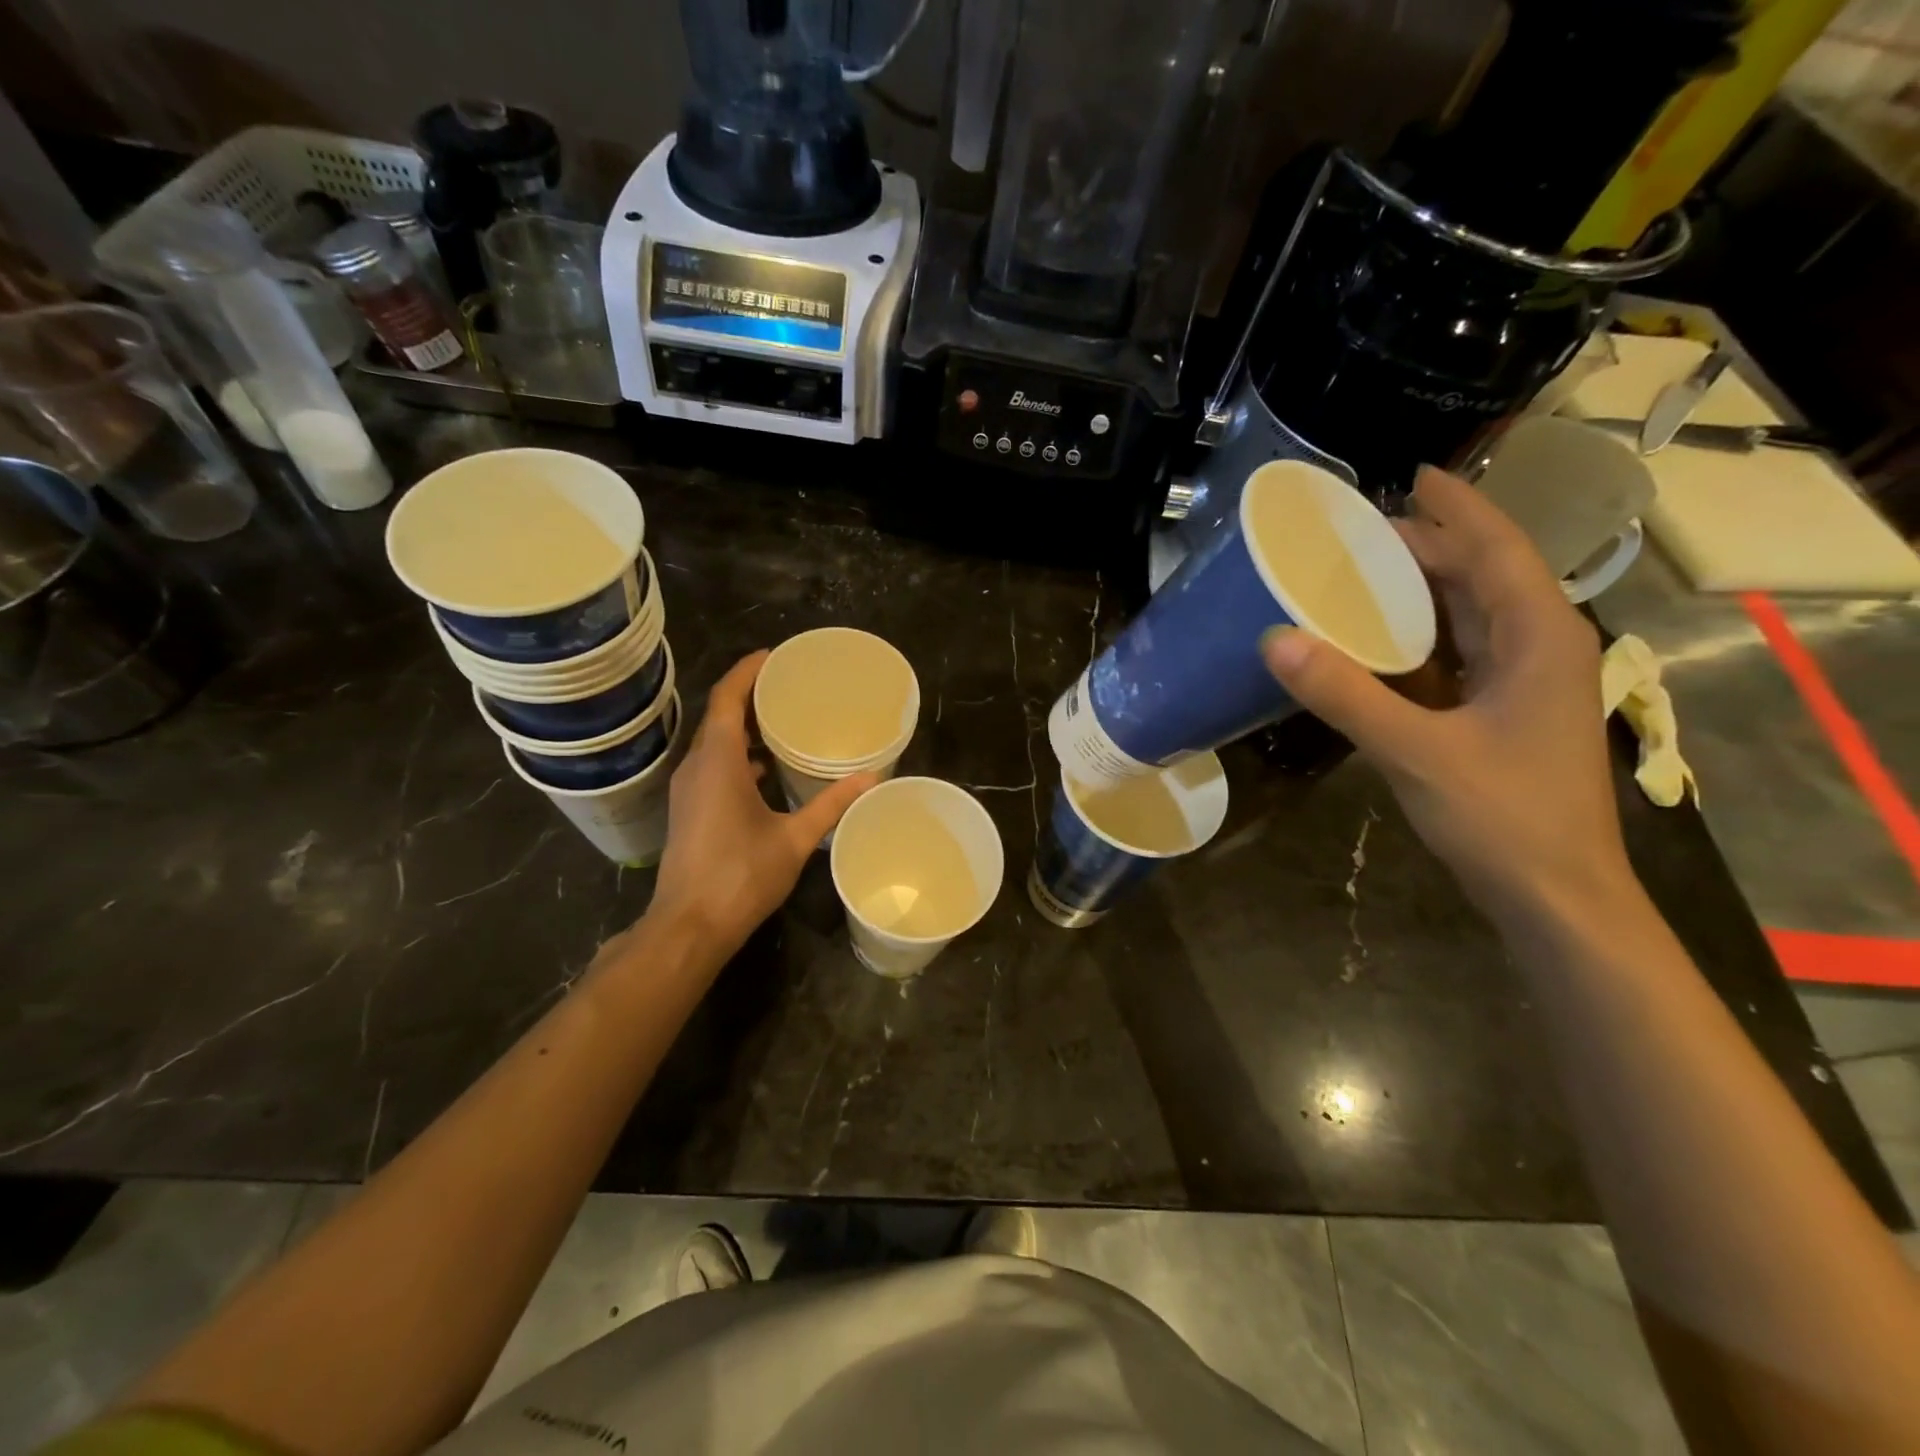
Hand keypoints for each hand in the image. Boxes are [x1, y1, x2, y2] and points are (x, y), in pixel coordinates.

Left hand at [647, 651, 877, 963]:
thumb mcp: (794, 839)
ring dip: (744, 727)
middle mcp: (697, 767)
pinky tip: (766, 769)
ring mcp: (689, 790)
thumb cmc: (740, 876)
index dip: (746, 672)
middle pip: (720, 716)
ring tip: (783, 721)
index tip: (773, 656)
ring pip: (715, 742)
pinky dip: (738, 755)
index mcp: (718, 762)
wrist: (689, 925)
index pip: (726, 699)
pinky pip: (713, 765)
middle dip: (750, 696)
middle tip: (789, 686)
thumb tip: (871, 778)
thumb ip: (831, 805)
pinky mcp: (690, 809)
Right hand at [1262, 467, 1634, 925]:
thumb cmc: (1503, 817)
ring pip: (1471, 614)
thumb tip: (1274, 640)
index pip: (1496, 549)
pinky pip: (1457, 653)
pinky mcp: (1501, 712)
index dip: (1455, 508)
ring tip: (1358, 571)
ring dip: (1420, 589)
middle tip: (1355, 532)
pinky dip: (1416, 636)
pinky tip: (1374, 638)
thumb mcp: (1415, 751)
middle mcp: (1539, 647)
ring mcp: (1523, 682)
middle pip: (1482, 575)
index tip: (1410, 475)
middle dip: (1426, 545)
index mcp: (1539, 637)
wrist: (1555, 897)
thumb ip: (1345, 694)